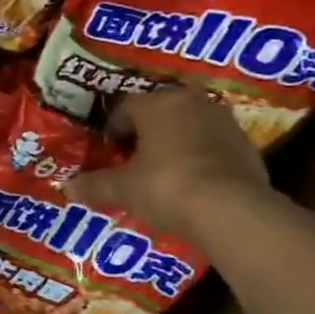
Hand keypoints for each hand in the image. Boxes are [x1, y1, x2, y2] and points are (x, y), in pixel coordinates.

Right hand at [63, 86, 272, 245]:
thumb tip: (68, 188)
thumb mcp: (122, 189)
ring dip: (174, 143)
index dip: (113, 130)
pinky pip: (212, 145)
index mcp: (157, 104)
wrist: (231, 210)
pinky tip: (192, 184)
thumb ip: (95, 185)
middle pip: (160, 113)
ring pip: (188, 127)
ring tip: (162, 173)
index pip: (125, 107)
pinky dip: (199, 158)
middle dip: (145, 133)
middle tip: (133, 160)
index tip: (109, 153)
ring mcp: (223, 122)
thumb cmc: (165, 187)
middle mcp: (191, 103)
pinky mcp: (246, 145)